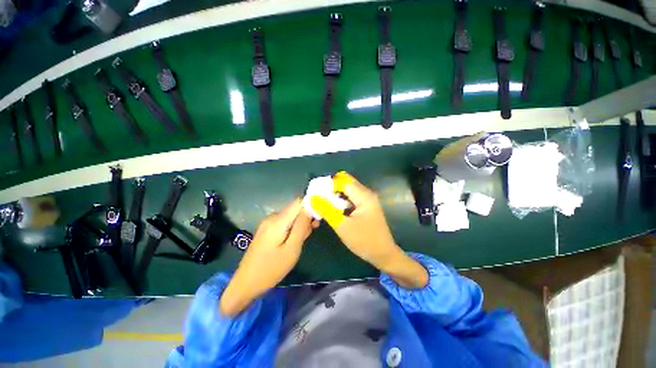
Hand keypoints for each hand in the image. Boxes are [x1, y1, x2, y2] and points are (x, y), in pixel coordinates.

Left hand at [220, 199, 316, 315]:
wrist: (246, 283)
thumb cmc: (271, 269)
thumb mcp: (292, 249)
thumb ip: (301, 227)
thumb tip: (310, 209)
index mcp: (278, 221)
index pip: (298, 202)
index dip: (311, 206)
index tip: (317, 219)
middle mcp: (272, 217)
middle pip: (295, 209)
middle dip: (306, 219)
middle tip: (309, 235)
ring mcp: (268, 223)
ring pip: (291, 217)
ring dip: (299, 225)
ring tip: (299, 242)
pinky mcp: (267, 229)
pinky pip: (284, 223)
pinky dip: (292, 229)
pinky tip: (292, 242)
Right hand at [312, 172, 427, 288]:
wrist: (384, 254)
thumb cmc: (364, 241)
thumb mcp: (342, 226)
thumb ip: (327, 210)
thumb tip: (312, 197)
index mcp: (363, 195)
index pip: (342, 180)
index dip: (327, 184)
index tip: (314, 193)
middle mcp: (366, 193)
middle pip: (344, 182)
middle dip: (330, 188)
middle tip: (318, 199)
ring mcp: (366, 199)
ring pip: (346, 190)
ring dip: (334, 195)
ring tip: (322, 204)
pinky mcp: (365, 206)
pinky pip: (350, 197)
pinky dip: (340, 201)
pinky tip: (332, 209)